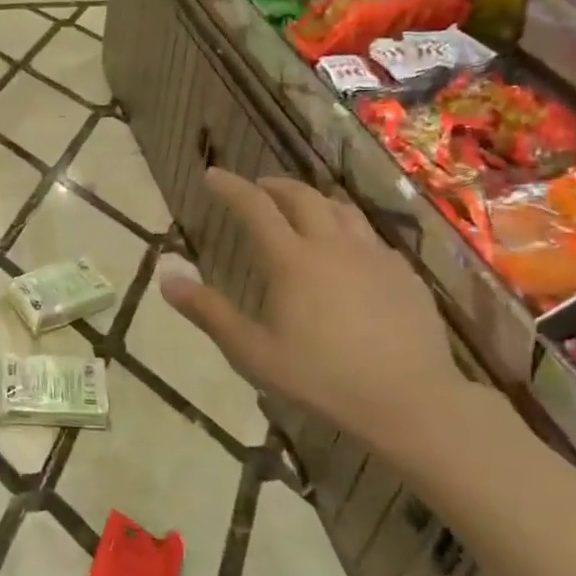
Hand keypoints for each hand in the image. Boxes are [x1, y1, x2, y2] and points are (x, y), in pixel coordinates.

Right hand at [159, 170, 480, 460]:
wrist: (409, 400)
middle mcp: (333, 245)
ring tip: (301, 209)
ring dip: (314, 200)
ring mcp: (374, 256)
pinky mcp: (403, 273)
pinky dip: (347, 230)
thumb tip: (166, 277)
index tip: (213, 175)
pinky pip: (370, 237)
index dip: (231, 187)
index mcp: (292, 260)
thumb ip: (208, 312)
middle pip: (302, 196)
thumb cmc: (321, 378)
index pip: (255, 207)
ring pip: (341, 209)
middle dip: (273, 186)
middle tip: (257, 188)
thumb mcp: (252, 352)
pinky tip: (347, 252)